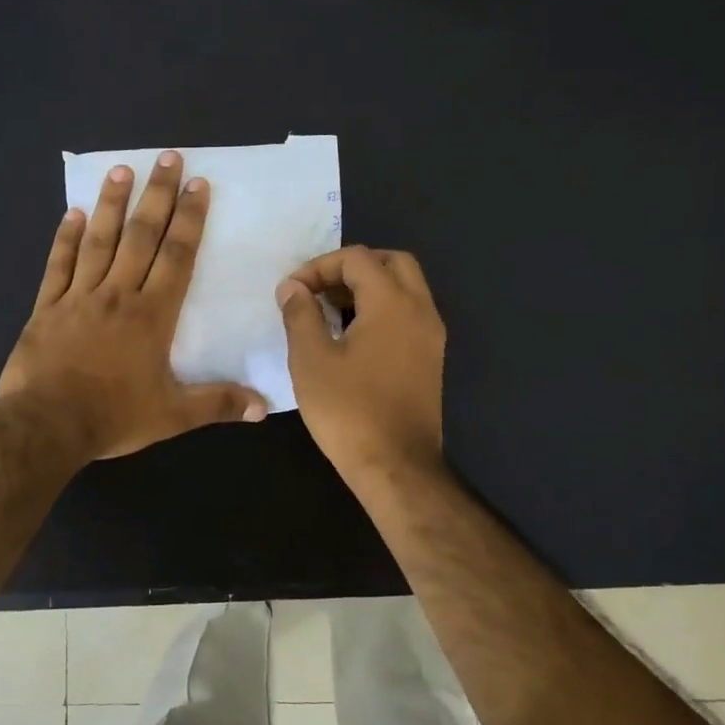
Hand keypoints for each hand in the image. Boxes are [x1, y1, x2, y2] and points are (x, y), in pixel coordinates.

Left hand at [0, 152, 268, 460]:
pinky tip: (73, 212)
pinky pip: (59, 265)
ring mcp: (79, 297)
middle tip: (168, 158)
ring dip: (113, 204)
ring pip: (99, 241)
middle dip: (157, 195)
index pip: (177, 256)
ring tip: (122, 169)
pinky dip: (65, 238)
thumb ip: (218, 404)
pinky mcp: (47, 307)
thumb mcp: (173, 415)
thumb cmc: (113, 416)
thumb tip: (264, 408)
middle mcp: (118, 295)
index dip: (190, 219)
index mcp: (152, 315)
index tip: (198, 185)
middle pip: (141, 236)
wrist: (46, 425)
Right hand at [277, 246, 446, 489]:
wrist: (396, 466)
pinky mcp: (431, 359)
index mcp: (392, 303)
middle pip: (391, 263)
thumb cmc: (348, 411)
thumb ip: (300, 314)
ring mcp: (431, 335)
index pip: (357, 258)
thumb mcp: (311, 360)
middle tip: (319, 291)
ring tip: (329, 312)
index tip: (292, 293)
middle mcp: (420, 310)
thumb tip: (293, 287)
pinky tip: (352, 337)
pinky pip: (409, 314)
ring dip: (368, 288)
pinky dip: (382, 309)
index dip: (319, 267)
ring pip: (404, 288)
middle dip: (352, 268)